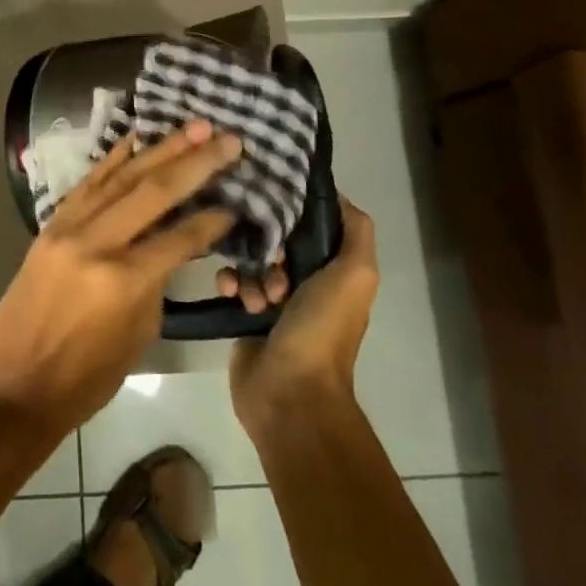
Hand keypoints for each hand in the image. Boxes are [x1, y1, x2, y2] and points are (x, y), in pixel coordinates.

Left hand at [0, 120, 239, 436]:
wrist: (16, 384)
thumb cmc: (86, 377)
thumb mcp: (138, 334)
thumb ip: (157, 281)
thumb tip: (172, 244)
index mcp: (124, 280)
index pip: (180, 237)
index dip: (212, 218)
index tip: (237, 196)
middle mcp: (96, 243)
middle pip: (154, 192)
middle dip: (196, 162)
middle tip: (228, 138)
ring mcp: (68, 229)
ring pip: (121, 177)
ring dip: (160, 149)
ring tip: (193, 126)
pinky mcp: (50, 226)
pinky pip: (87, 184)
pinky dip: (112, 159)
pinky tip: (135, 139)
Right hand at [228, 196, 379, 433]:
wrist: (289, 393)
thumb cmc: (322, 329)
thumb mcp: (355, 275)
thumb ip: (356, 231)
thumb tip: (333, 193)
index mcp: (335, 272)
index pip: (313, 225)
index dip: (298, 212)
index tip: (278, 201)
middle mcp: (307, 282)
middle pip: (279, 240)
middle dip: (269, 244)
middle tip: (271, 261)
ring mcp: (273, 299)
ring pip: (252, 260)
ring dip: (250, 270)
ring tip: (255, 295)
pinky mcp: (244, 314)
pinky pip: (231, 281)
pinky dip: (229, 283)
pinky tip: (230, 293)